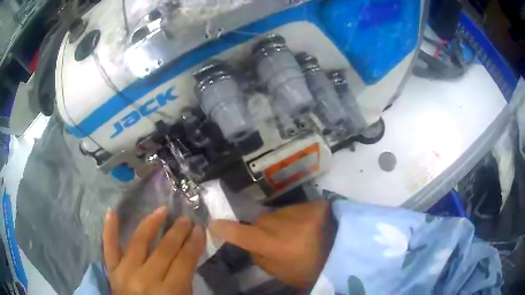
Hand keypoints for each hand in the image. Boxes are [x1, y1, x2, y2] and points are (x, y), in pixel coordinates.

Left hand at [103, 207, 204, 294]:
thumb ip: (185, 280)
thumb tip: (188, 254)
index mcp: (168, 292)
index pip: (184, 262)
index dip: (193, 244)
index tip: (199, 230)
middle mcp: (145, 280)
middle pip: (164, 250)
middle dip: (178, 232)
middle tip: (186, 219)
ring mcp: (124, 272)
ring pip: (138, 242)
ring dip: (151, 223)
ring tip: (162, 210)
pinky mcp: (111, 270)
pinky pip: (109, 248)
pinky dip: (109, 230)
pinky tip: (111, 212)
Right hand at [209, 200, 335, 288]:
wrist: (342, 255)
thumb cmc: (307, 270)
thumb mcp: (279, 271)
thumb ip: (259, 255)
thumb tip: (249, 241)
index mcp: (275, 245)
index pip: (242, 233)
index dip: (226, 228)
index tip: (214, 223)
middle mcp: (284, 224)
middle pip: (260, 221)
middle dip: (262, 229)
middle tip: (276, 240)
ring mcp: (301, 211)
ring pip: (276, 214)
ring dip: (280, 222)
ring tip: (296, 234)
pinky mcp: (314, 204)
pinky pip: (293, 209)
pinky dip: (295, 217)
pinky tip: (308, 227)